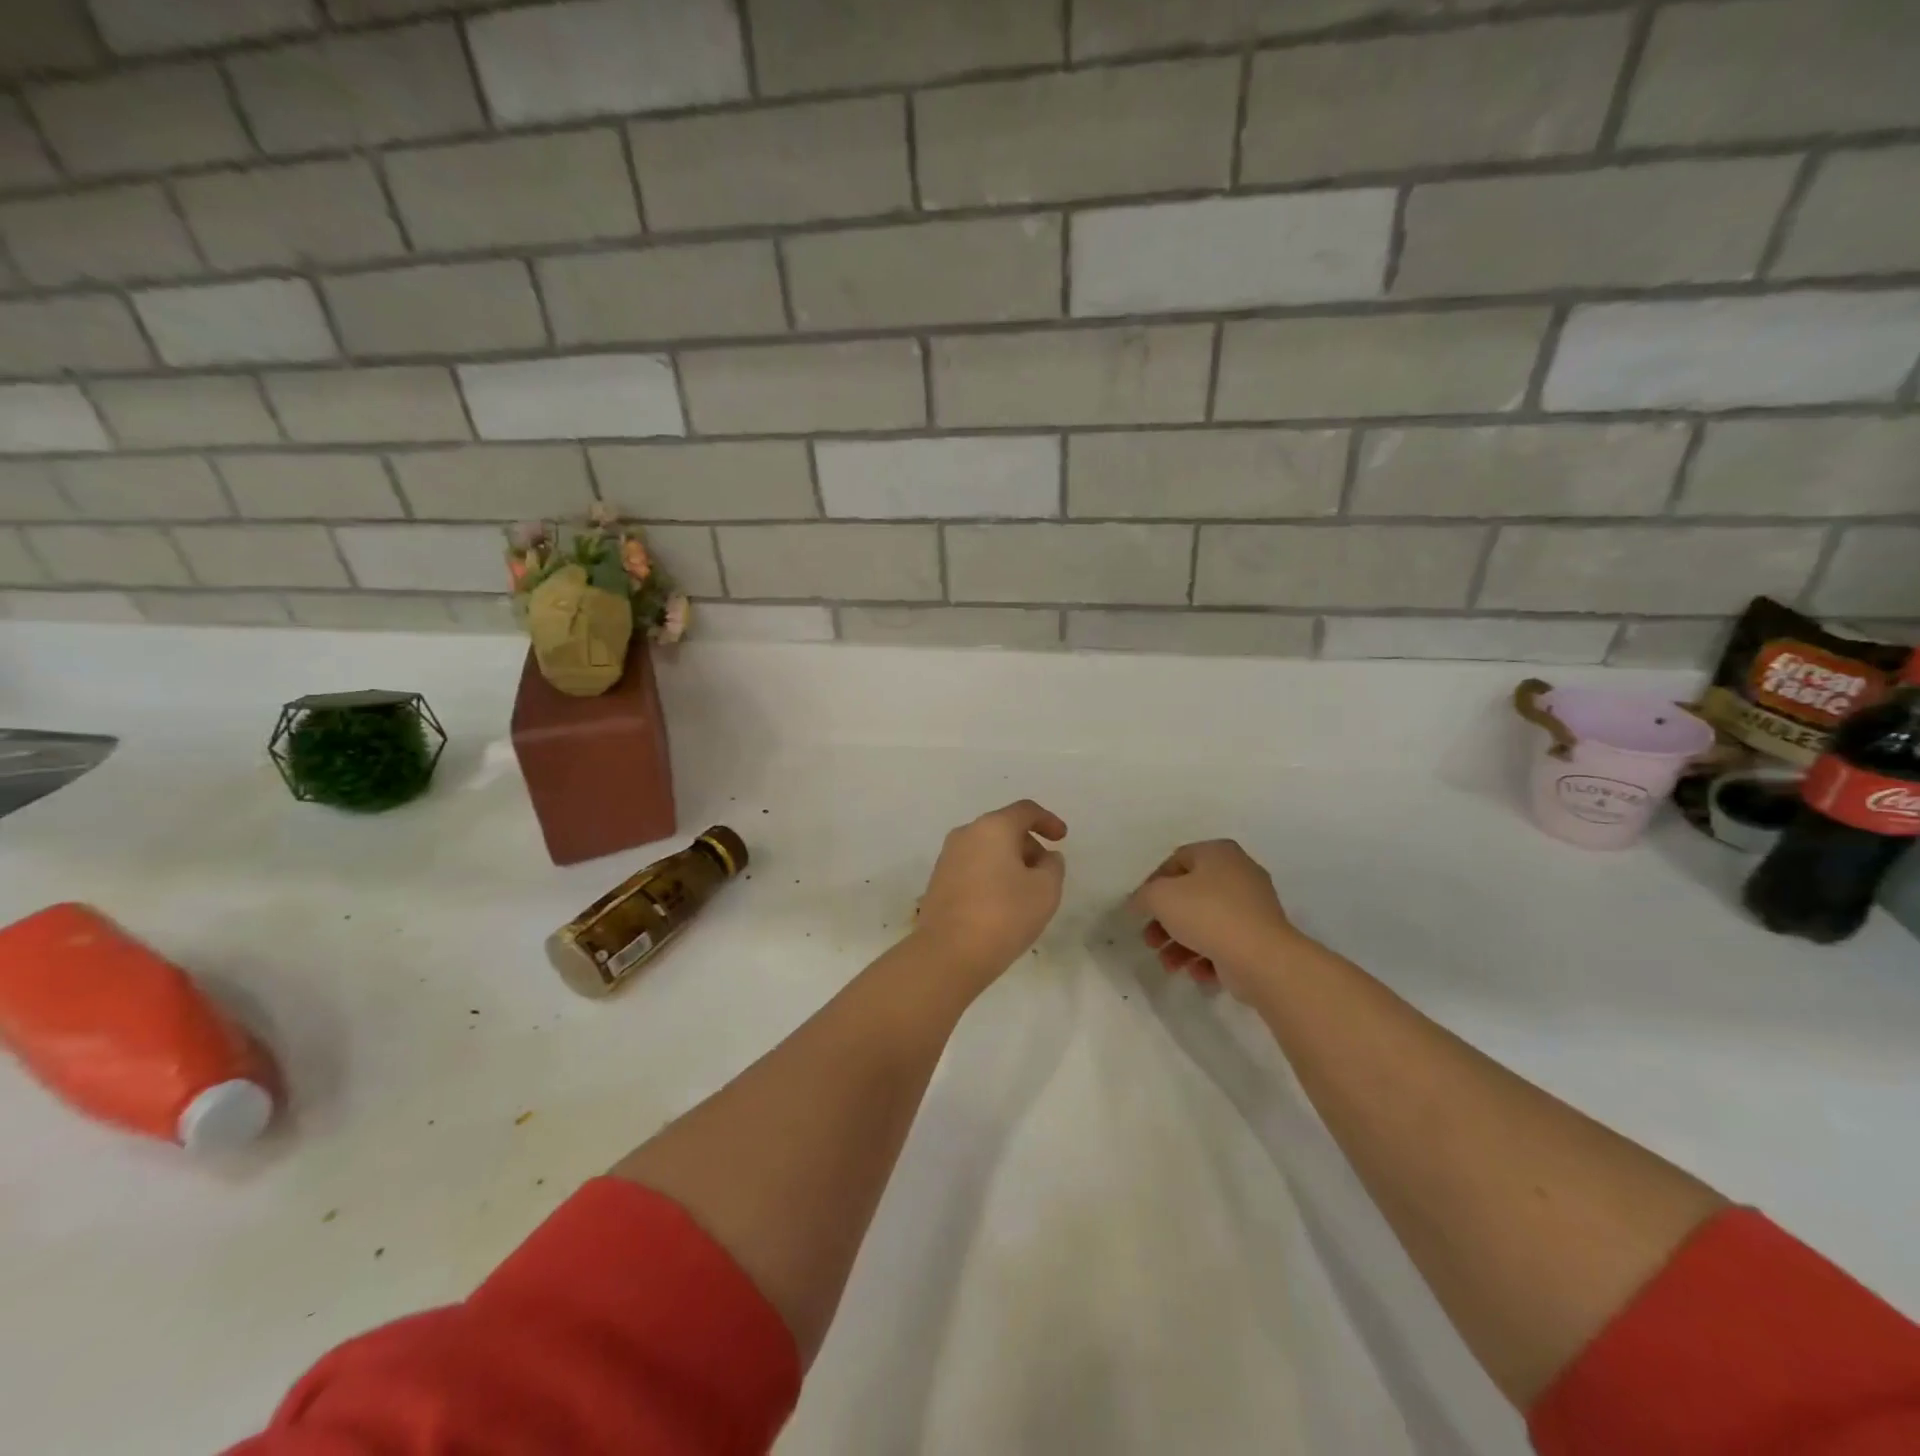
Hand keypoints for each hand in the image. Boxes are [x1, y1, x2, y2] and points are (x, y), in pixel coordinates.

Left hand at [914, 800, 1067, 988]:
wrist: (948, 953)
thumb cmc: (1004, 914)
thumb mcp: (1046, 890)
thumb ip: (1053, 866)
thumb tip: (1045, 858)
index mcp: (992, 827)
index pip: (1025, 811)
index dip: (1048, 821)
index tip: (1062, 838)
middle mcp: (966, 834)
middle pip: (1004, 829)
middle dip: (1029, 846)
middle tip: (1046, 874)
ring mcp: (947, 857)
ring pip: (987, 849)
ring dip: (1009, 862)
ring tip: (1025, 893)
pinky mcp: (938, 881)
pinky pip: (973, 867)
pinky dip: (991, 876)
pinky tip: (1001, 904)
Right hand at [1128, 840, 1303, 999]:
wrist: (1261, 958)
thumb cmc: (1207, 914)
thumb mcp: (1160, 897)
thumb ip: (1143, 896)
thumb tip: (1139, 902)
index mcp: (1218, 853)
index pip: (1176, 860)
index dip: (1153, 885)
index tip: (1141, 910)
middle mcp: (1239, 873)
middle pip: (1190, 896)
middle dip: (1165, 923)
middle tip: (1150, 941)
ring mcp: (1254, 907)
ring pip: (1206, 923)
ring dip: (1181, 945)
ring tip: (1169, 966)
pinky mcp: (1261, 937)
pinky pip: (1226, 942)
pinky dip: (1208, 957)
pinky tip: (1198, 973)